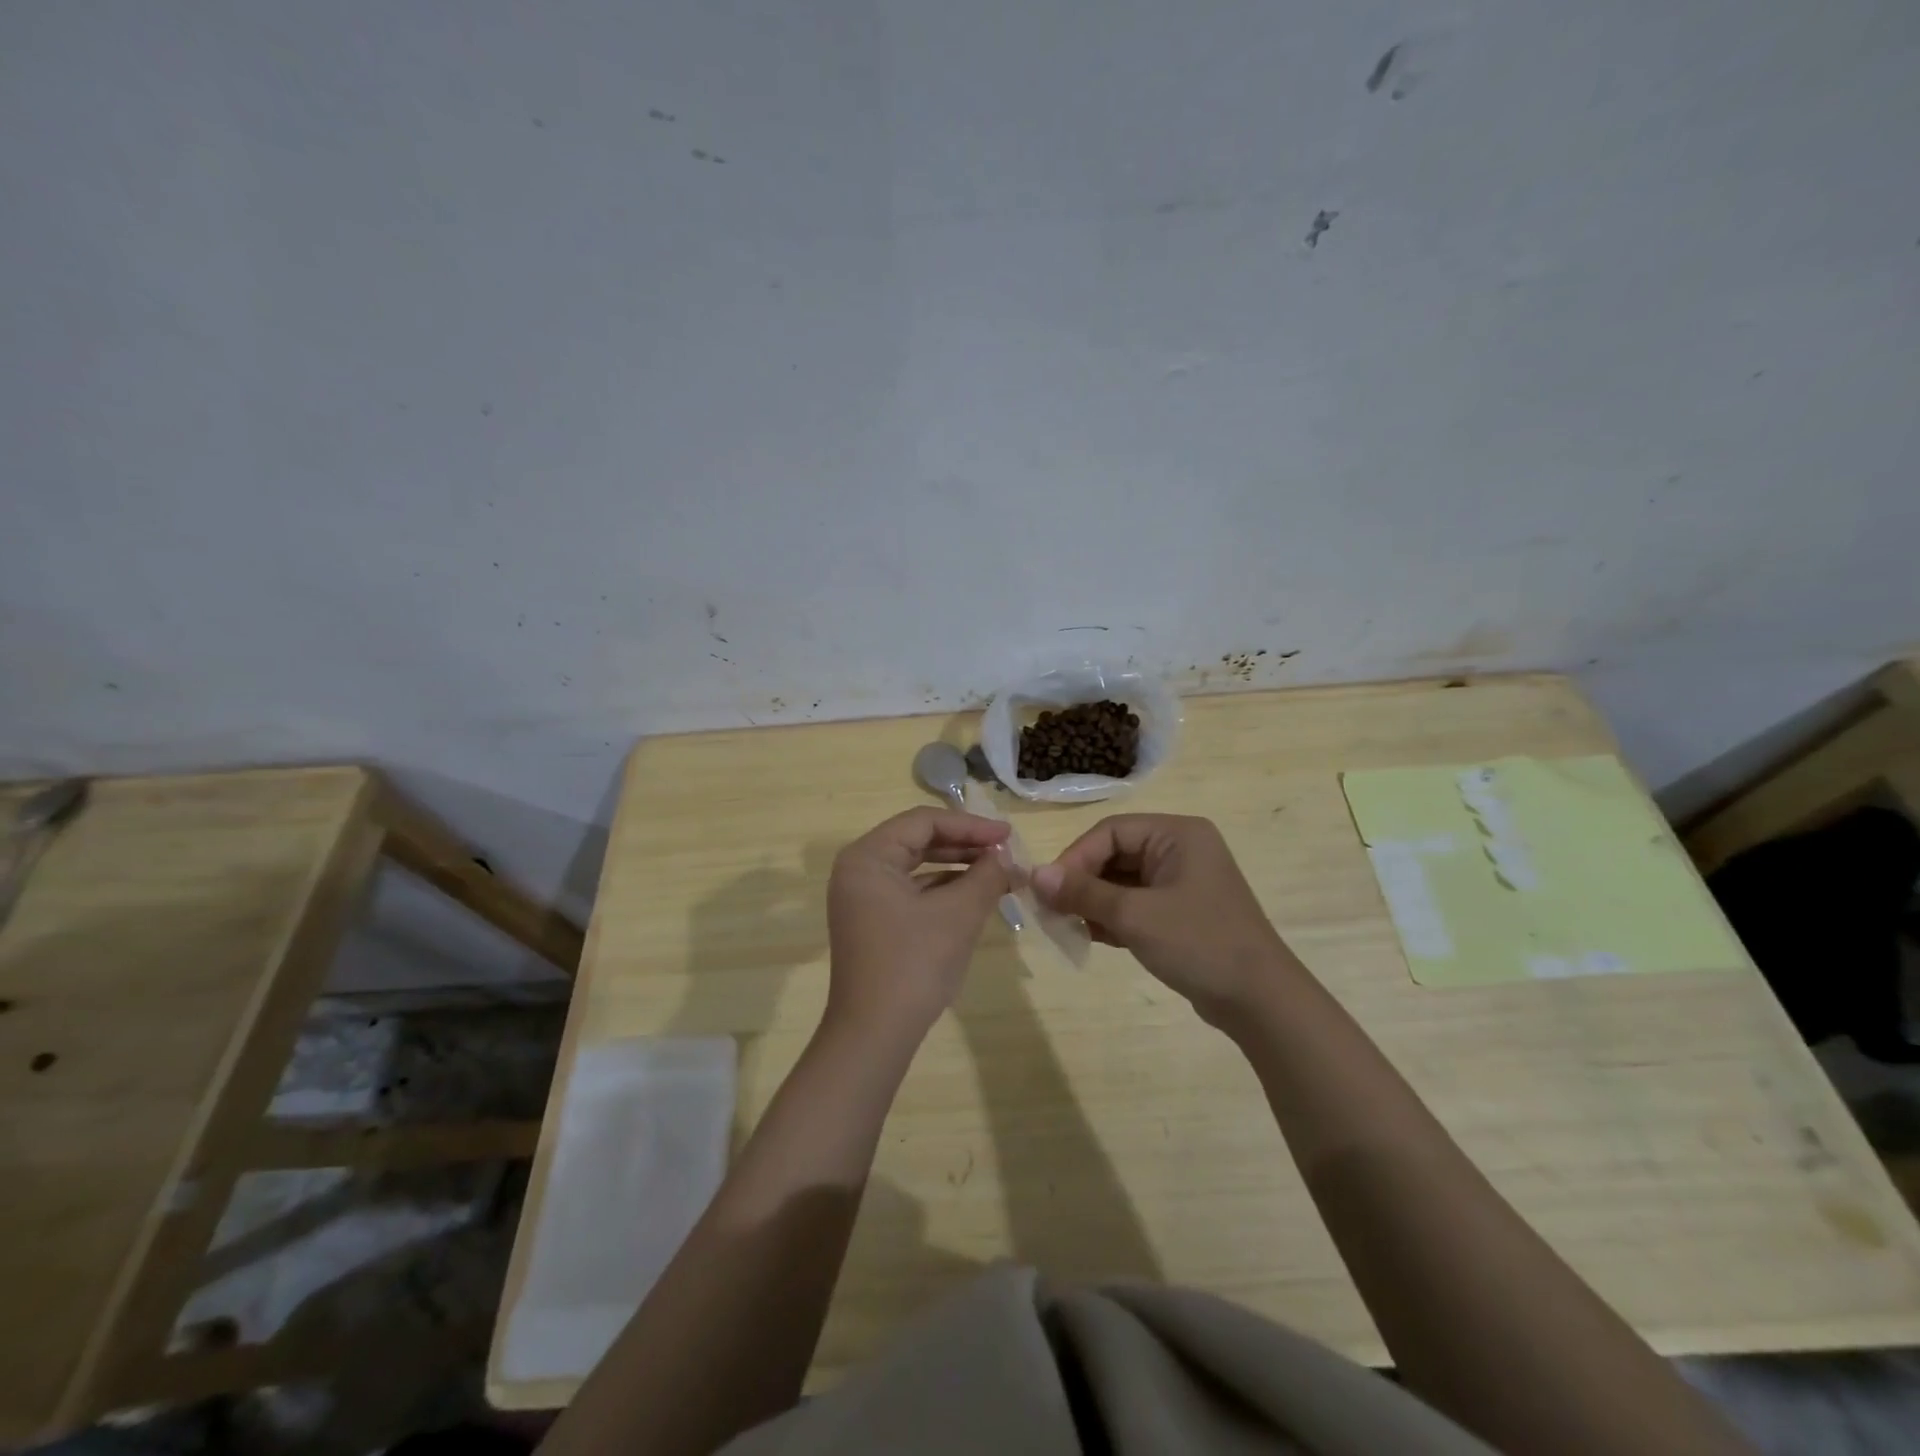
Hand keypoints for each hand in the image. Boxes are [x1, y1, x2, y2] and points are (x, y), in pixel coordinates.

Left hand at [825, 808, 1011, 1042]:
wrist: (875, 1035)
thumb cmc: (914, 963)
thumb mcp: (959, 914)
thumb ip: (987, 876)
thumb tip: (1009, 857)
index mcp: (868, 857)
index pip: (924, 822)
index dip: (970, 825)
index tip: (1008, 835)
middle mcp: (859, 870)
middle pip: (918, 841)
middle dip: (965, 845)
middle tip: (1006, 852)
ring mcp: (862, 898)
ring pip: (916, 867)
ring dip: (958, 868)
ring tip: (999, 873)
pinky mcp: (872, 922)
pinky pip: (911, 892)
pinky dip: (943, 891)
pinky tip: (975, 897)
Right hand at [1031, 814, 1297, 1025]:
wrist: (1260, 1001)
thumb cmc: (1198, 943)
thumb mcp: (1135, 915)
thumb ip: (1083, 892)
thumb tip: (1034, 876)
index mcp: (1177, 834)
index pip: (1110, 832)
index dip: (1075, 858)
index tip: (1049, 890)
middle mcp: (1180, 849)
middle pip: (1115, 854)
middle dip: (1083, 883)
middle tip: (1053, 911)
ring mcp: (1183, 882)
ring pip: (1123, 881)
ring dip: (1094, 902)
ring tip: (1069, 927)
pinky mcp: (1182, 912)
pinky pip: (1136, 903)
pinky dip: (1113, 917)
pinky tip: (1093, 938)